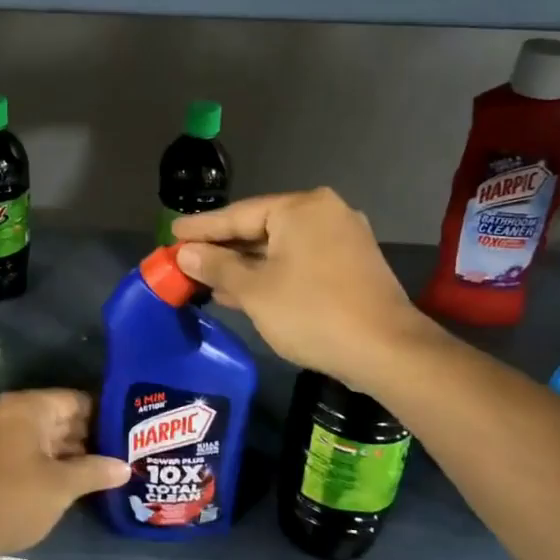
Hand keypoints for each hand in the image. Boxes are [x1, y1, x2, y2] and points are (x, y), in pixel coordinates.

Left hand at [0, 389, 127, 559]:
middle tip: (124, 451)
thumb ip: (96, 471)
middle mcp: (11, 412)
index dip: (103, 415)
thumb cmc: (15, 499)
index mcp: (27, 407)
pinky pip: (30, 450)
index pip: (76, 400)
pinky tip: (77, 478)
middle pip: (61, 417)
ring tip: (108, 467)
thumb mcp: (62, 486)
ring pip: (46, 436)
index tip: (128, 431)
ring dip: (73, 451)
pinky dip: (52, 461)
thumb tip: (126, 467)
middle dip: (90, 435)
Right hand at [172, 189, 437, 393]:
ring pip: (280, 248)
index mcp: (301, 207)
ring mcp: (343, 238)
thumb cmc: (312, 312)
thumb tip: (186, 253)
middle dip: (223, 249)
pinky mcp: (351, 265)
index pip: (238, 214)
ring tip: (207, 278)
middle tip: (186, 258)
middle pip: (260, 228)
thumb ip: (217, 265)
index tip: (172, 233)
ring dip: (245, 265)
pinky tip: (244, 290)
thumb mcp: (255, 290)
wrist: (387, 351)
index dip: (201, 228)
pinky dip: (271, 274)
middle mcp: (324, 212)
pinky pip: (299, 261)